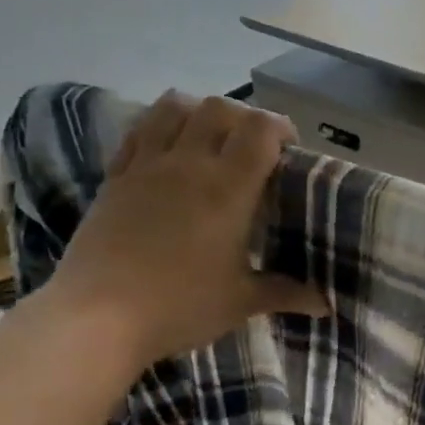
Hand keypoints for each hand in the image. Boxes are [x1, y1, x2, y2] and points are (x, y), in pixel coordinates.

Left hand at [42, 90, 328, 369]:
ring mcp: (145, 166)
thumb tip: (325, 304)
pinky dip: (158, 128)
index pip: (260, 129)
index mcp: (228, 188)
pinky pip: (138, 132)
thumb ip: (285, 293)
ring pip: (173, 107)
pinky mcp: (114, 177)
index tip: (289, 151)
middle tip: (252, 148)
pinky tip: (166, 154)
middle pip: (218, 108)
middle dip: (242, 118)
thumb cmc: (180, 306)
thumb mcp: (241, 302)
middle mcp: (188, 163)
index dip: (280, 128)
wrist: (98, 317)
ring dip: (198, 112)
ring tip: (208, 139)